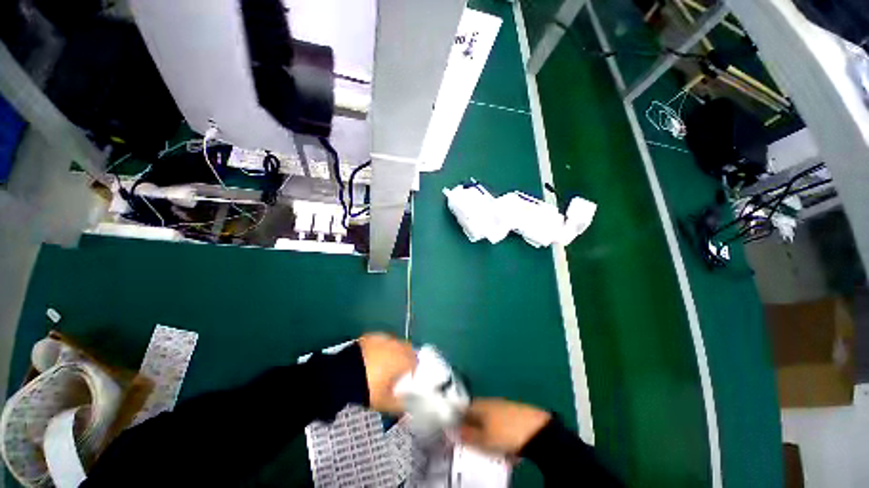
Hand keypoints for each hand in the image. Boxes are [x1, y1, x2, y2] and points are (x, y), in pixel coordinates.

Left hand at [358, 333, 416, 413]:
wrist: (342, 374)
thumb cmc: (368, 388)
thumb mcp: (384, 402)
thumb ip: (399, 405)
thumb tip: (407, 408)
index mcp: (403, 359)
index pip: (416, 361)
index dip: (414, 370)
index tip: (410, 378)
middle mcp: (396, 345)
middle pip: (408, 349)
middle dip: (406, 358)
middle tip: (399, 371)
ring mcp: (383, 338)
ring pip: (395, 343)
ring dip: (395, 351)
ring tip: (386, 364)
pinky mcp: (372, 336)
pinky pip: (383, 341)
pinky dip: (382, 347)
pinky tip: (375, 356)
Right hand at [459, 398, 550, 455]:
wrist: (537, 430)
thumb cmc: (505, 434)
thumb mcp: (483, 439)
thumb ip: (467, 435)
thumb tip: (452, 431)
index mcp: (479, 404)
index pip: (463, 409)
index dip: (459, 421)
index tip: (458, 435)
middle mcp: (490, 401)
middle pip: (477, 414)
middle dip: (475, 429)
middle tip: (477, 445)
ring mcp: (503, 405)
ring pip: (490, 420)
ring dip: (489, 434)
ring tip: (493, 449)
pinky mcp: (515, 413)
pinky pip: (502, 424)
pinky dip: (502, 435)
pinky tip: (507, 448)